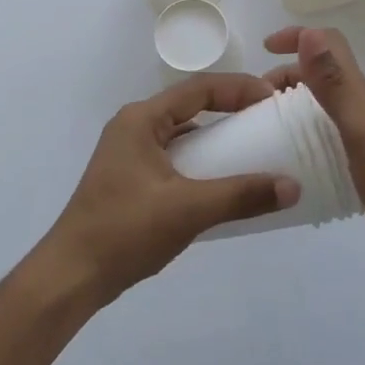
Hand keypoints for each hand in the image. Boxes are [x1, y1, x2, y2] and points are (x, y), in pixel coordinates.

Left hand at [37, 73, 298, 303]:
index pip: (199, 89)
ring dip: (216, 139)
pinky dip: (202, 162)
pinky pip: (175, 157)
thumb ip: (240, 196)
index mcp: (141, 119)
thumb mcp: (188, 210)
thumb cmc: (125, 231)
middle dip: (231, 111)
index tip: (273, 99)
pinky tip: (223, 183)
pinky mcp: (131, 178)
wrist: (71, 276)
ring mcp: (130, 153)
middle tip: (270, 122)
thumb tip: (292, 186)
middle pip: (191, 107)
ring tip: (255, 150)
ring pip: (183, 134)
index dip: (239, 89)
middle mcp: (134, 127)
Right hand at [264, 26, 364, 290]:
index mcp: (360, 95)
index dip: (297, 36)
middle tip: (256, 106)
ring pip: (324, 108)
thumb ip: (335, 84)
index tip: (264, 48)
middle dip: (286, 77)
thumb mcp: (361, 130)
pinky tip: (293, 168)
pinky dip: (306, 140)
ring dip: (293, 108)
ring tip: (266, 135)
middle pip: (322, 76)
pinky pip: (329, 140)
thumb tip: (309, 33)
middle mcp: (364, 110)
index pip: (329, 45)